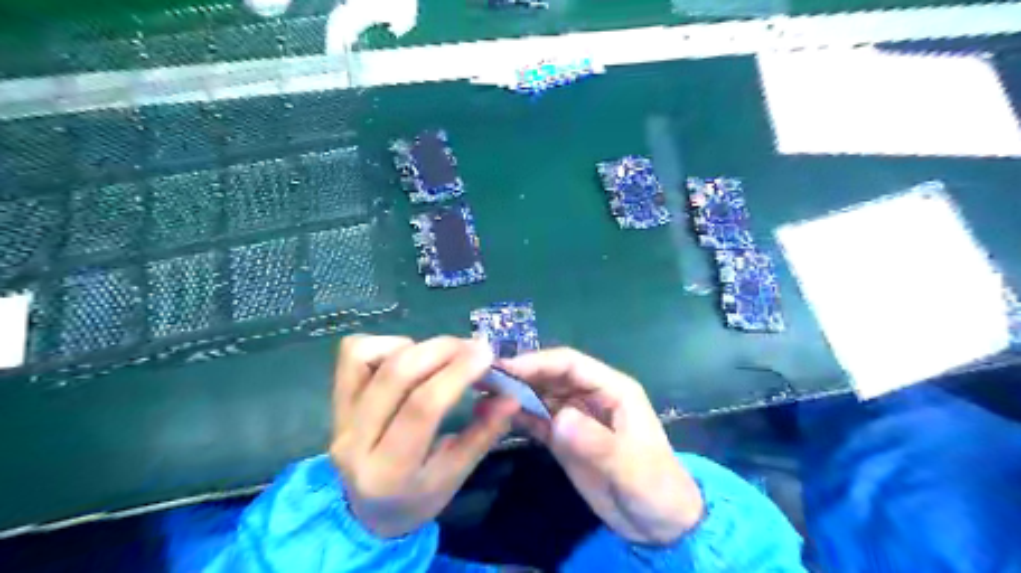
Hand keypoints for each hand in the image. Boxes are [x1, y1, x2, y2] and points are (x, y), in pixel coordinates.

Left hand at [331, 335, 519, 537]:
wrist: (364, 512)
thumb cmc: (416, 497)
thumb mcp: (456, 476)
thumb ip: (484, 433)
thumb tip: (511, 396)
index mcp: (389, 471)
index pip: (422, 408)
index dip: (456, 373)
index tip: (486, 353)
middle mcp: (354, 441)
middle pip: (396, 375)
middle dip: (441, 350)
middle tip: (472, 347)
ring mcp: (338, 417)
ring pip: (368, 357)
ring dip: (414, 346)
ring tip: (439, 356)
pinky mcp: (335, 399)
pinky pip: (354, 354)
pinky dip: (386, 345)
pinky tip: (408, 355)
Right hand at [502, 350, 703, 545]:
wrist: (659, 524)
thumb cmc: (655, 487)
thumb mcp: (630, 467)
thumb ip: (597, 442)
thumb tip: (558, 419)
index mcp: (612, 389)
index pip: (569, 364)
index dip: (537, 362)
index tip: (505, 369)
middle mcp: (591, 396)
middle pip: (550, 375)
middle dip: (519, 374)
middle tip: (482, 379)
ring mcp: (576, 416)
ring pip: (541, 395)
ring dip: (514, 393)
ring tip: (481, 394)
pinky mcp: (565, 437)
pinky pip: (538, 420)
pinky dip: (518, 416)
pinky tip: (495, 417)